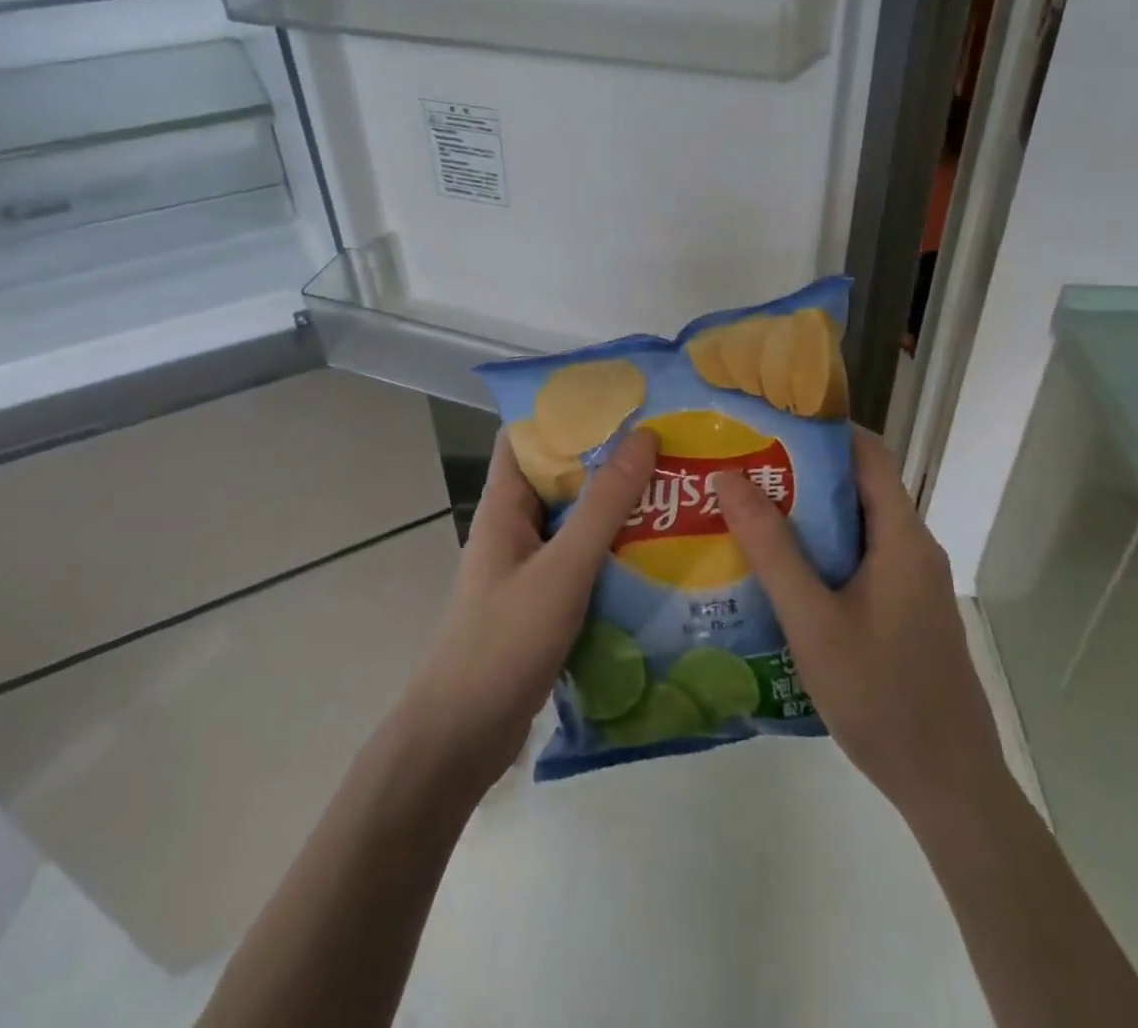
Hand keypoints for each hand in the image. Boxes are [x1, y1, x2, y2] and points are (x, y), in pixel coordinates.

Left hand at [399, 427, 659, 792]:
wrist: (463, 737)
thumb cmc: (505, 641)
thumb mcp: (563, 568)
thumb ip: (604, 505)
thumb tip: (644, 436)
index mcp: (505, 505)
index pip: (528, 436)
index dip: (567, 412)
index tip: (621, 400)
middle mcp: (515, 527)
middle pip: (561, 477)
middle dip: (608, 460)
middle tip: (667, 444)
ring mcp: (528, 566)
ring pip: (576, 521)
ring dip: (617, 508)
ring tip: (674, 491)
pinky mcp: (543, 602)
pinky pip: (582, 561)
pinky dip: (614, 551)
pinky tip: (658, 554)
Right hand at [713, 428, 1000, 824]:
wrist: (949, 786)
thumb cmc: (880, 696)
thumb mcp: (812, 621)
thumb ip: (772, 548)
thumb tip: (730, 477)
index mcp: (901, 537)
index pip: (867, 453)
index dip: (822, 429)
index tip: (768, 422)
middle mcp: (913, 548)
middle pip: (858, 486)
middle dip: (801, 471)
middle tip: (741, 468)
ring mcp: (913, 582)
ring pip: (857, 526)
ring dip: (808, 515)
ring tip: (747, 511)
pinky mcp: (906, 610)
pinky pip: (861, 560)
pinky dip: (822, 551)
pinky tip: (779, 571)